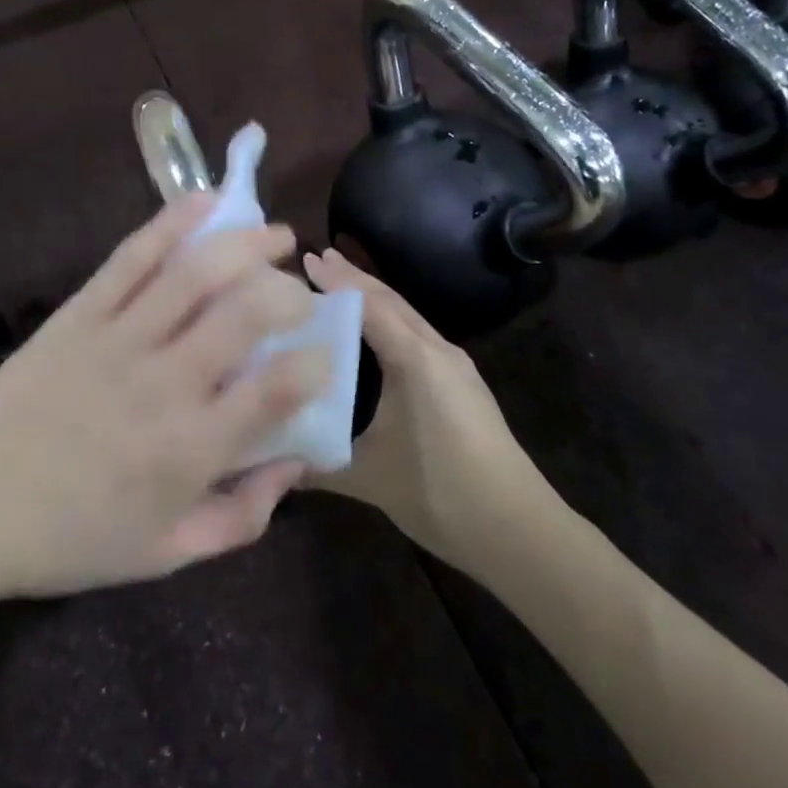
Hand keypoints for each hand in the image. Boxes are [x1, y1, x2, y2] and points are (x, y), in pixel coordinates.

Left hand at [0, 194, 323, 604]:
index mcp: (190, 448)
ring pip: (195, 274)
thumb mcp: (168, 552)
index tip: (323, 354)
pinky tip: (206, 202)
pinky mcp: (82, 312)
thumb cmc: (74, 536)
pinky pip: (132, 257)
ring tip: (275, 235)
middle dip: (288, 292)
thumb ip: (242, 516)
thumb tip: (297, 464)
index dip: (315, 363)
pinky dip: (172, 223)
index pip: (276, 390)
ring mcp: (120, 338)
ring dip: (246, 244)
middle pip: (244, 314)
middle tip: (300, 293)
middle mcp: (164, 383)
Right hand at [301, 248, 544, 570]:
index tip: (305, 258)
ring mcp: (455, 366)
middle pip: (390, 301)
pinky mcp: (462, 384)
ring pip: (407, 317)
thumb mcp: (370, 476)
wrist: (518, 529)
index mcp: (415, 359)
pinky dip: (391, 322)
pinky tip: (377, 335)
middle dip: (354, 278)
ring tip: (342, 285)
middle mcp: (437, 350)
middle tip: (318, 257)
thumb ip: (317, 464)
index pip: (368, 306)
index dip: (336, 282)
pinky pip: (418, 336)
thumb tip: (268, 462)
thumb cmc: (441, 492)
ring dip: (374, 298)